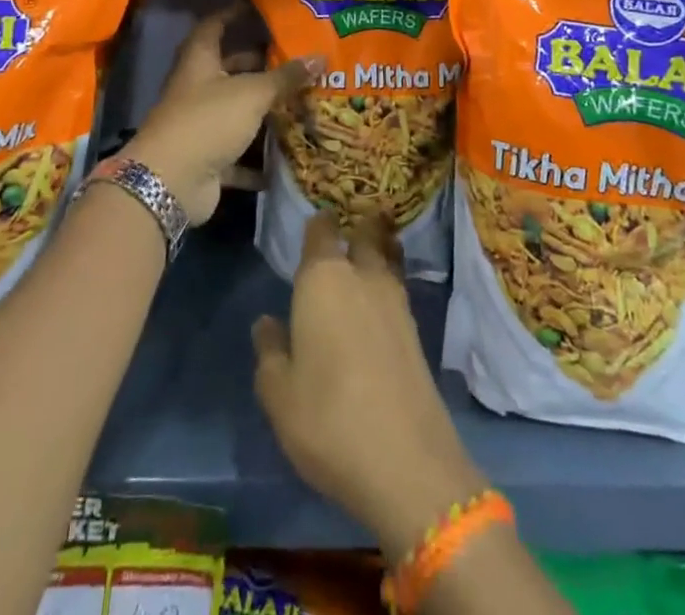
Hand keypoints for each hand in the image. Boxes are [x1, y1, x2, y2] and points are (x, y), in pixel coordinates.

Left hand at [129, 7, 314, 223]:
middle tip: (295, 58)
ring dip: (262, 110)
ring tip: (301, 100)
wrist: (170, 182)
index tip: (259, 7)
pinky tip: (286, 156)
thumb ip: (285, 77)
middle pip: (229, 68)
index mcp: (199, 61)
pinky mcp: (207, 157)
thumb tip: (321, 57)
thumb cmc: (208, 121)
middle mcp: (197, 88)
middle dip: (259, 64)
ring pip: (236, 111)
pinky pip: (237, 154)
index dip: (234, 13)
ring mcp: (200, 125)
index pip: (214, 25)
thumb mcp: (252, 94)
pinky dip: (258, 158)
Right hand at [252, 215, 485, 559]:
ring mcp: (396, 302)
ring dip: (381, 249)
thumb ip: (269, 351)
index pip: (321, 230)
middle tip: (349, 226)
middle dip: (359, 225)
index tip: (314, 220)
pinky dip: (391, 282)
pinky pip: (399, 288)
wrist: (408, 463)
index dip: (318, 223)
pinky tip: (379, 302)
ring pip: (387, 258)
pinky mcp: (417, 332)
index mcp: (323, 279)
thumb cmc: (328, 419)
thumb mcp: (278, 393)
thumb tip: (267, 322)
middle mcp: (362, 277)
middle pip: (365, 234)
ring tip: (370, 251)